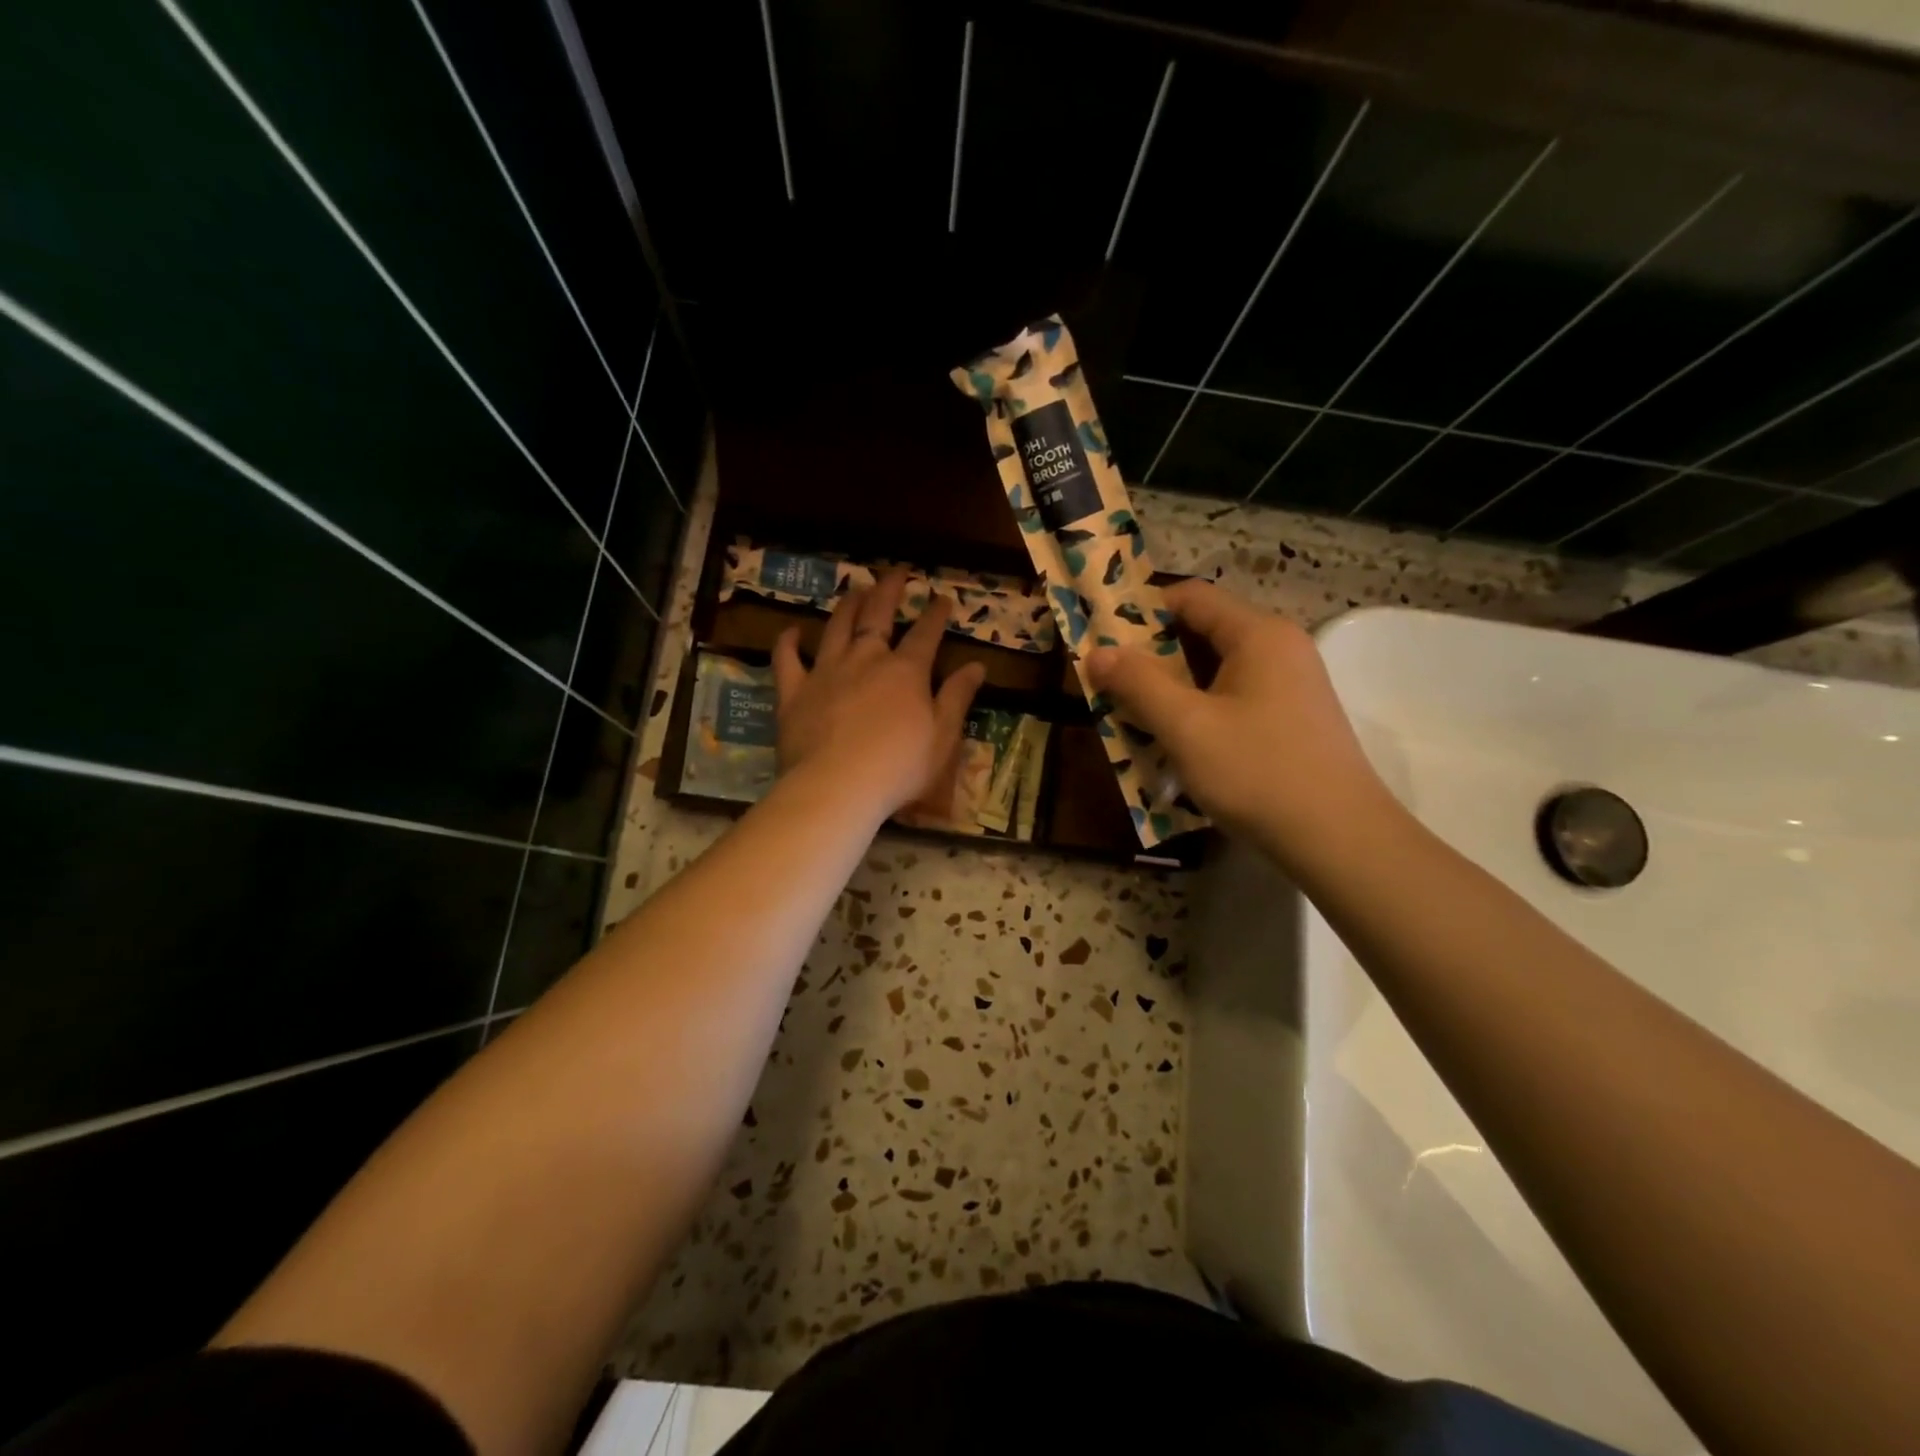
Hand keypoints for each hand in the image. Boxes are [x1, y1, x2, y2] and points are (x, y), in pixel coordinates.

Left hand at [772, 569, 986, 820]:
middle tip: (895, 573)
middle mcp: (866, 659)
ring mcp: (826, 672)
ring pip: (836, 628)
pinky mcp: (794, 692)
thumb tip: (977, 666)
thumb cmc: (899, 767)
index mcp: (906, 671)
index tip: (942, 597)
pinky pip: (787, 659)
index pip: (926, 634)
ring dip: (846, 606)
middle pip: (878, 615)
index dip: (935, 614)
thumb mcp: (943, 736)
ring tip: (853, 590)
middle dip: (888, 591)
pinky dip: (788, 643)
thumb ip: (957, 697)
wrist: (837, 786)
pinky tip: (792, 631)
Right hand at [1083, 581, 1389, 862]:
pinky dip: (1199, 711)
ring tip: (1132, 715)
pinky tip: (1175, 742)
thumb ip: (1138, 684)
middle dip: (1152, 656)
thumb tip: (1096, 653)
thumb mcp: (1186, 726)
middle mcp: (1279, 649)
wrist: (1339, 839)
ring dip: (1172, 689)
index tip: (1103, 638)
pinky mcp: (1292, 720)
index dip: (1142, 610)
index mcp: (1259, 635)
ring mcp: (1291, 686)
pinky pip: (1234, 699)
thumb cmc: (1257, 772)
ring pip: (1216, 672)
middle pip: (1204, 633)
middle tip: (1110, 683)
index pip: (1192, 597)